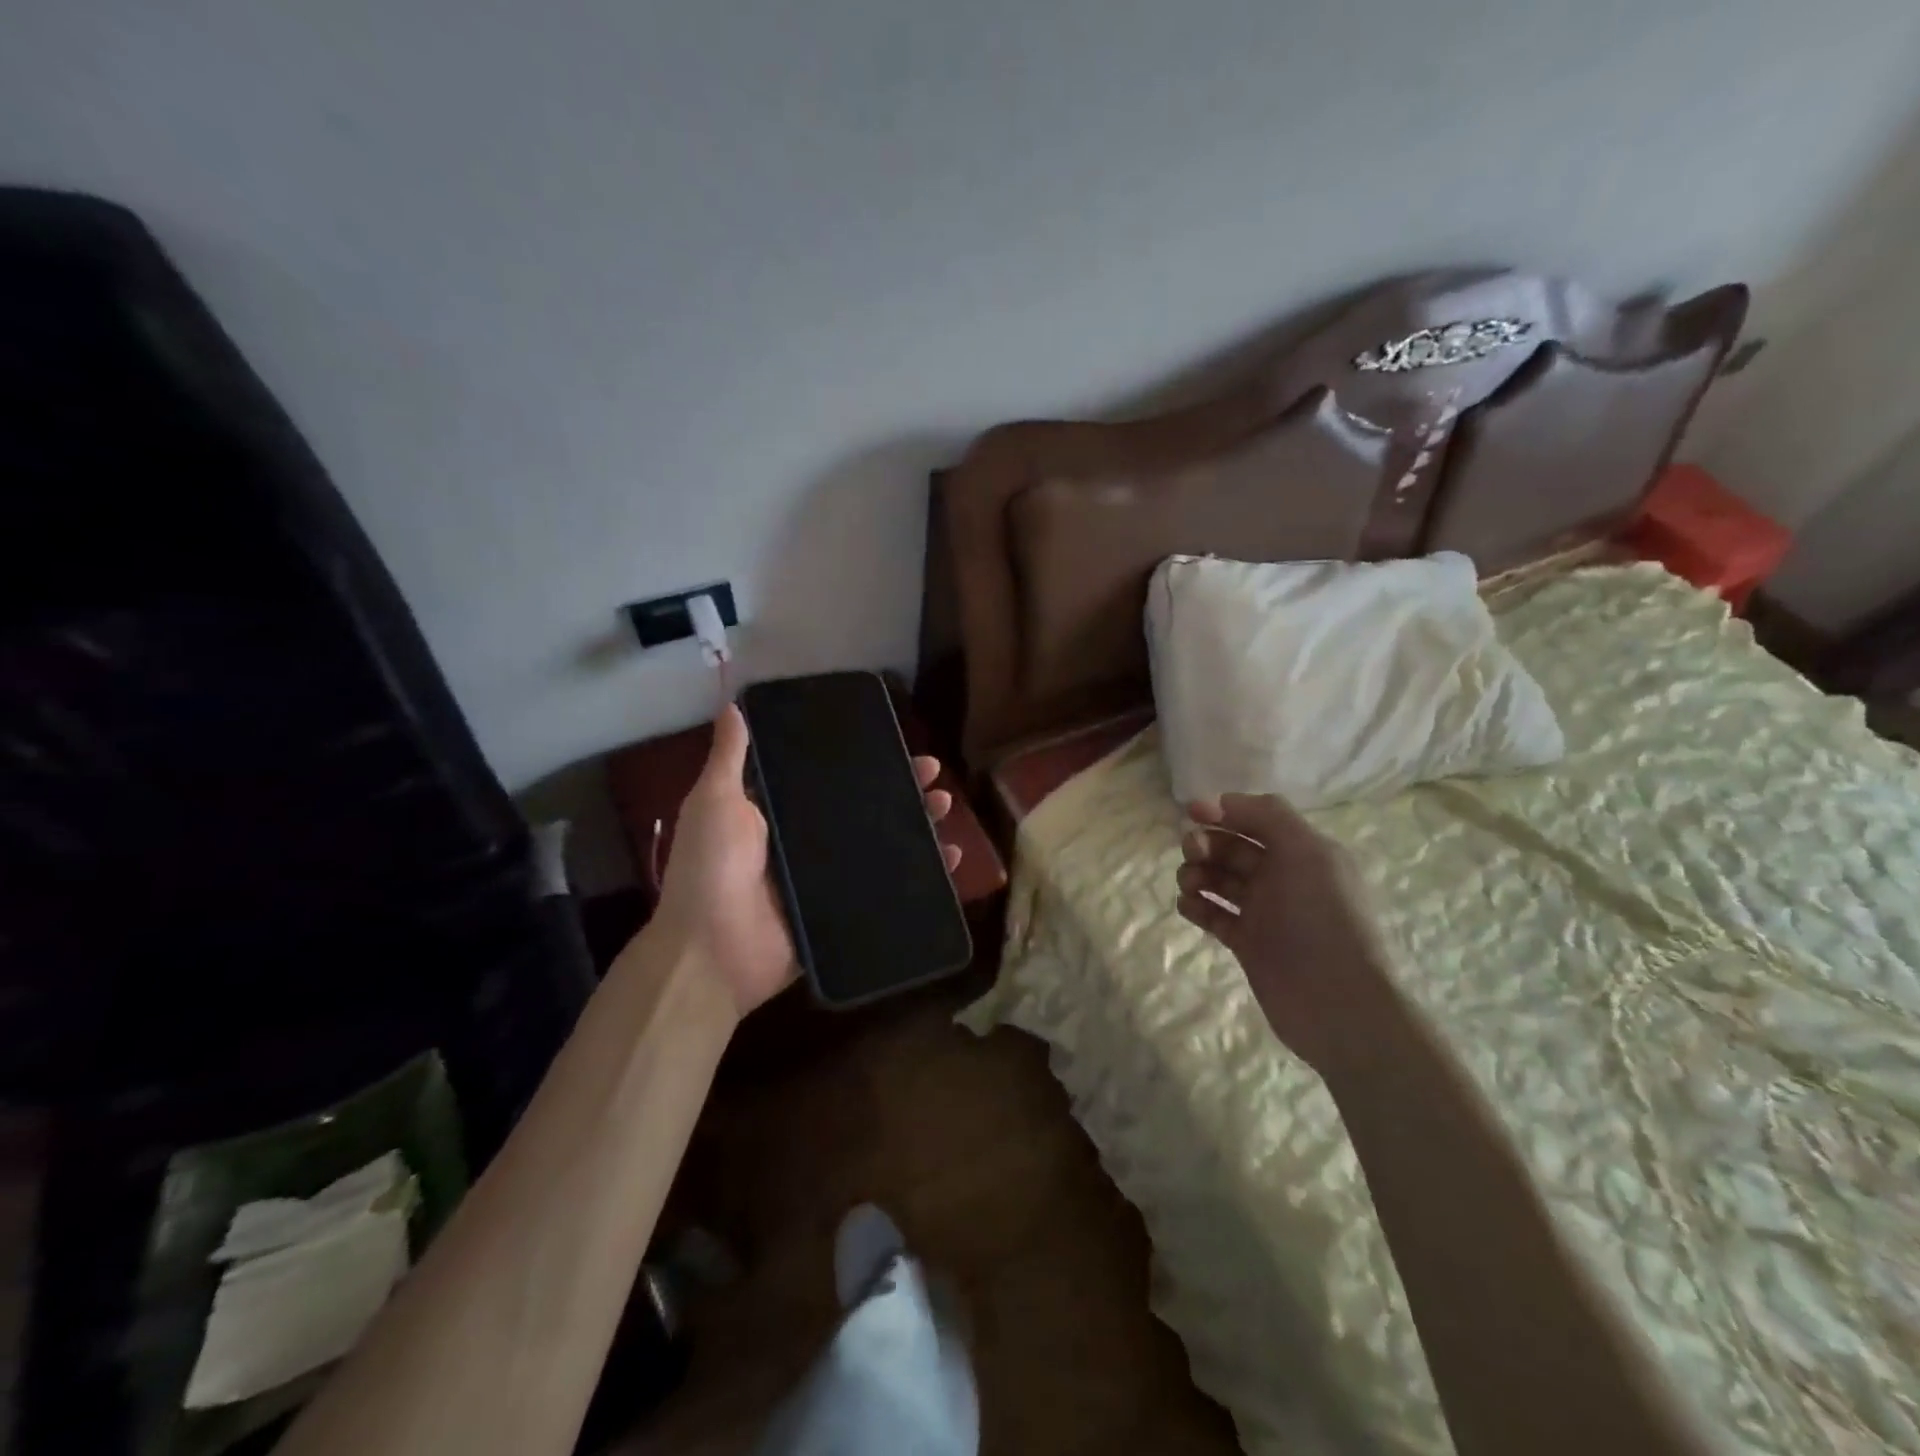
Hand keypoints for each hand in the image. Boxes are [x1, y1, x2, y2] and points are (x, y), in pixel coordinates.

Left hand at [655, 703, 961, 1016]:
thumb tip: (731, 705)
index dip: (863, 762)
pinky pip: (887, 888)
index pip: (830, 780)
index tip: (895, 742)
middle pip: (863, 810)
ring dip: (916, 825)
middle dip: (900, 789)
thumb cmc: (712, 869)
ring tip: (944, 808)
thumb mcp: (715, 803)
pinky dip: (921, 875)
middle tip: (933, 775)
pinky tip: (949, 859)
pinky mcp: (842, 912)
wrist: (712, 952)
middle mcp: (805, 843)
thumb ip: (729, 758)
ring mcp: (826, 880)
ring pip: (882, 846)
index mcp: (777, 814)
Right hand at [1176, 793, 1401, 1081]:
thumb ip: (1267, 816)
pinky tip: (1187, 905)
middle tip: (1191, 851)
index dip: (1225, 811)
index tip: (1192, 812)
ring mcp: (1265, 913)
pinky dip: (1198, 906)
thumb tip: (1222, 801)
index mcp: (1304, 852)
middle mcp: (1284, 878)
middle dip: (1207, 843)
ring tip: (1188, 884)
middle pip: (1234, 848)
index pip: (1257, 819)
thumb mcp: (1306, 852)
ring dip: (1198, 873)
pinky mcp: (1248, 944)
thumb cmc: (1323, 917)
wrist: (1337, 1003)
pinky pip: (1215, 915)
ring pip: (1220, 880)